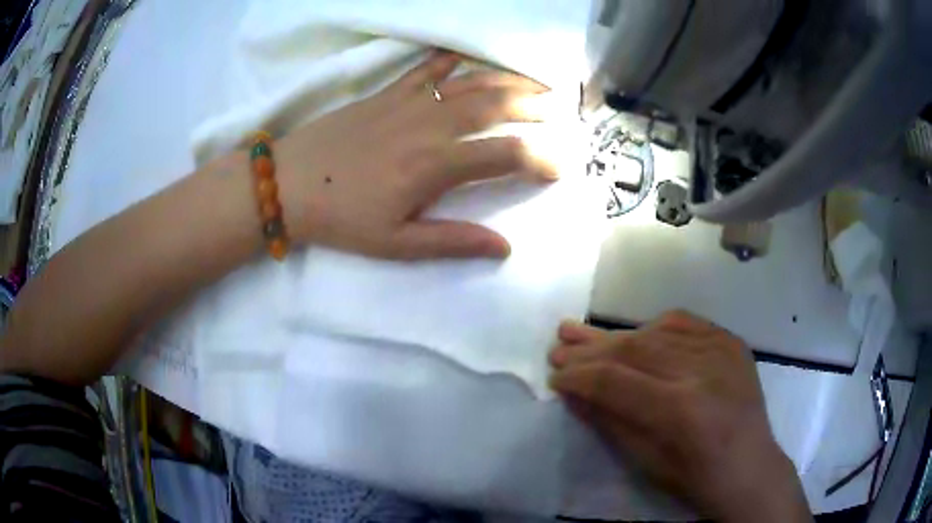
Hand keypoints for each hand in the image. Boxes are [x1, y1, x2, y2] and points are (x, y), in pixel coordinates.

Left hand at [274, 51, 557, 259]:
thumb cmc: (341, 218)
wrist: (288, 183)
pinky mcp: (386, 93)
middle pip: (495, 106)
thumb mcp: (397, 244)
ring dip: (505, 80)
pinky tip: (461, 55)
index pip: (507, 155)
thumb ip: (453, 241)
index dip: (541, 159)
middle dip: (532, 106)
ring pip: (469, 82)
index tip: (559, 167)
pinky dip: (446, 60)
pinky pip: (424, 69)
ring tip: (531, 81)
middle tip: (557, 109)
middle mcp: (432, 125)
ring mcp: (408, 103)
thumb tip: (504, 248)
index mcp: (437, 165)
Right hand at [549, 311, 811, 522]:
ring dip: (616, 335)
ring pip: (657, 332)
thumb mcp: (645, 460)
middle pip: (634, 348)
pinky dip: (654, 326)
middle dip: (591, 349)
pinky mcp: (731, 341)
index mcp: (680, 410)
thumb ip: (608, 420)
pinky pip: (685, 323)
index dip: (578, 376)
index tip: (553, 376)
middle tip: (560, 345)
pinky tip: (635, 333)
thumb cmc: (695, 477)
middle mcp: (702, 370)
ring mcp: (721, 349)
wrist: (750, 467)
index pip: (615, 380)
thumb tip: (571, 391)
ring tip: (584, 333)